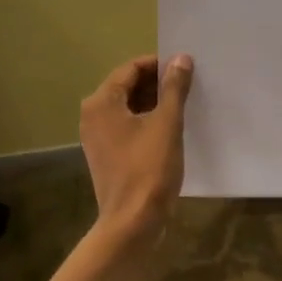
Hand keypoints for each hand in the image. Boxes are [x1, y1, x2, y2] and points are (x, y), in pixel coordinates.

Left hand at [80, 53, 193, 244]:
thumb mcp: (167, 123)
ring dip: (153, 103)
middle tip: (188, 85)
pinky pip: (126, 126)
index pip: (131, 69)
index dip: (158, 64)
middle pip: (127, 86)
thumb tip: (181, 58)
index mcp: (101, 102)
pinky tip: (170, 127)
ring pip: (128, 107)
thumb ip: (174, 88)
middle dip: (157, 83)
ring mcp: (97, 136)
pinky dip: (146, 121)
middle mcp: (92, 115)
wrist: (132, 222)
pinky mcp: (106, 154)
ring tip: (184, 104)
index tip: (185, 67)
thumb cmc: (149, 168)